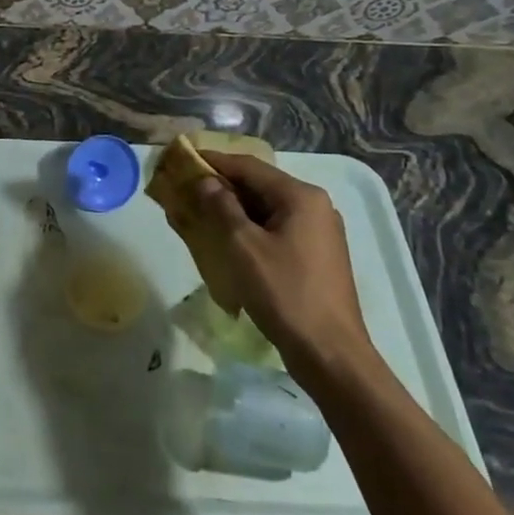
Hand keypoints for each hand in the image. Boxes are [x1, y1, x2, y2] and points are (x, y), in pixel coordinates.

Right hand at [196, 153, 375, 384]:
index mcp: (301, 197)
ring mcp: (319, 233)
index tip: (184, 160)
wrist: (330, 353)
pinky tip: (229, 242)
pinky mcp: (317, 257)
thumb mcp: (243, 245)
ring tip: (201, 215)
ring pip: (268, 210)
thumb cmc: (284, 292)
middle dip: (223, 187)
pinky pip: (277, 230)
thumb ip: (221, 206)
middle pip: (260, 186)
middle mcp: (315, 207)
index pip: (249, 167)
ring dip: (235, 210)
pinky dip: (251, 229)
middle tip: (188, 190)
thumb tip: (206, 181)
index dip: (214, 162)